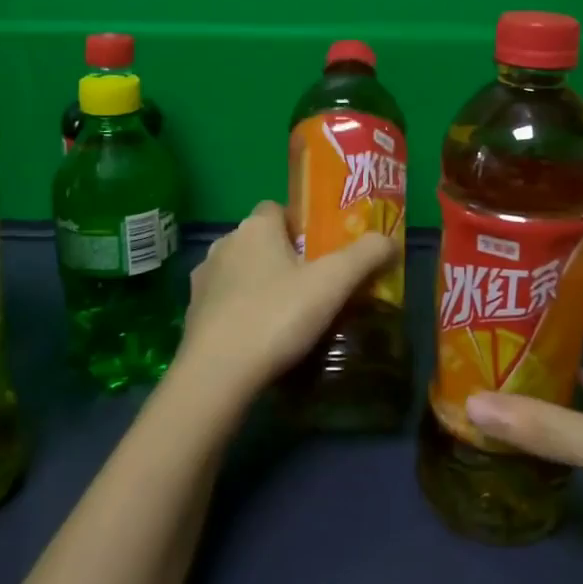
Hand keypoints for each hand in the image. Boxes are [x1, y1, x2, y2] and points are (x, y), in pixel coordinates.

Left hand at [170, 201, 395, 408]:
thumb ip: (365, 255)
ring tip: (289, 315)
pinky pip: (225, 302)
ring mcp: (203, 279)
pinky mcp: (192, 313)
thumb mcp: (333, 283)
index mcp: (256, 227)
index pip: (278, 209)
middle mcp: (224, 243)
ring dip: (261, 284)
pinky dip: (242, 311)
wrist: (217, 374)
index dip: (301, 226)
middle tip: (315, 286)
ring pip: (241, 271)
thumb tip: (390, 239)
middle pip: (261, 241)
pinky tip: (261, 337)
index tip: (322, 252)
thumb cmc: (277, 316)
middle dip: (284, 257)